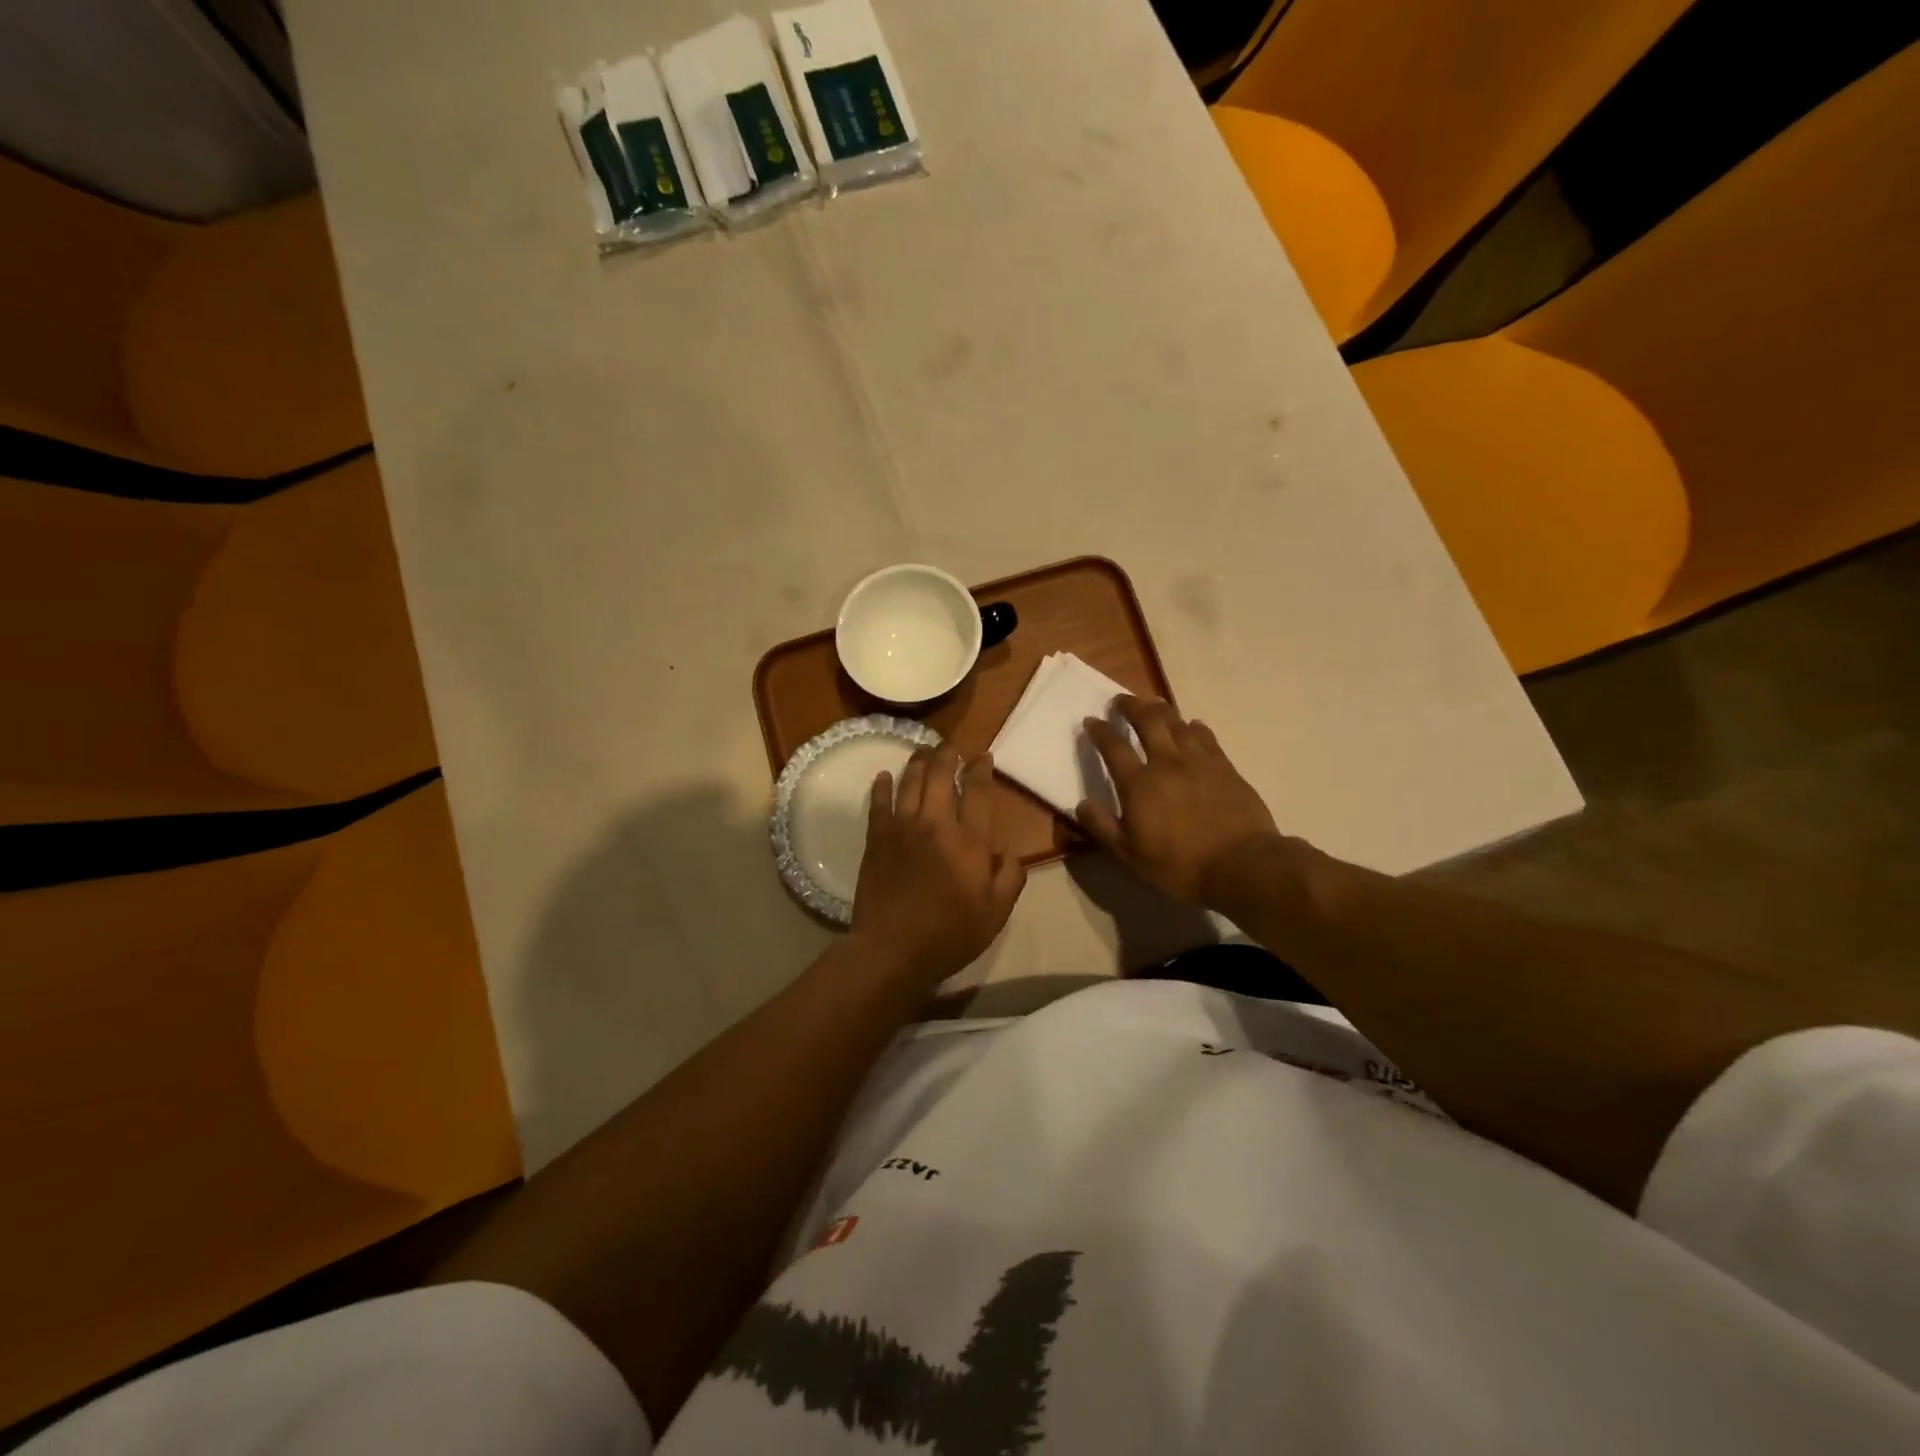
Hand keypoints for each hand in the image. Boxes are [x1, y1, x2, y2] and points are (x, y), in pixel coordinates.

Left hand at [851, 743, 1026, 987]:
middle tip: (951, 747)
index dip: (981, 768)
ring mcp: (902, 827)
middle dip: (948, 755)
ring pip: (910, 781)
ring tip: (923, 750)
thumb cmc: (950, 934)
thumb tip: (1009, 853)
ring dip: (918, 762)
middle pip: (941, 775)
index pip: (978, 790)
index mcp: (970, 840)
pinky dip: (881, 786)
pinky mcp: (876, 838)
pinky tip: (883, 776)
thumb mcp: (997, 912)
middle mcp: (936, 823)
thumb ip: (1010, 877)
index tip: (983, 757)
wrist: (893, 949)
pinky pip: (878, 803)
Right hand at [1077, 696, 1291, 906]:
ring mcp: (1200, 762)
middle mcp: (1167, 763)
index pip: (1113, 747)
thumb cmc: (1180, 865)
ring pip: (1178, 723)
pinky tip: (1193, 726)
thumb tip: (1081, 804)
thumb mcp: (1130, 855)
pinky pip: (1206, 737)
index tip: (1091, 720)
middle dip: (1131, 706)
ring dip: (1162, 710)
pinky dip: (1195, 727)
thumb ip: (1102, 827)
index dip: (1100, 730)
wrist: (1242, 865)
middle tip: (1121, 700)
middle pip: (1148, 721)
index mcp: (1139, 784)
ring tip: (1154, 705)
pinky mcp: (1226, 767)